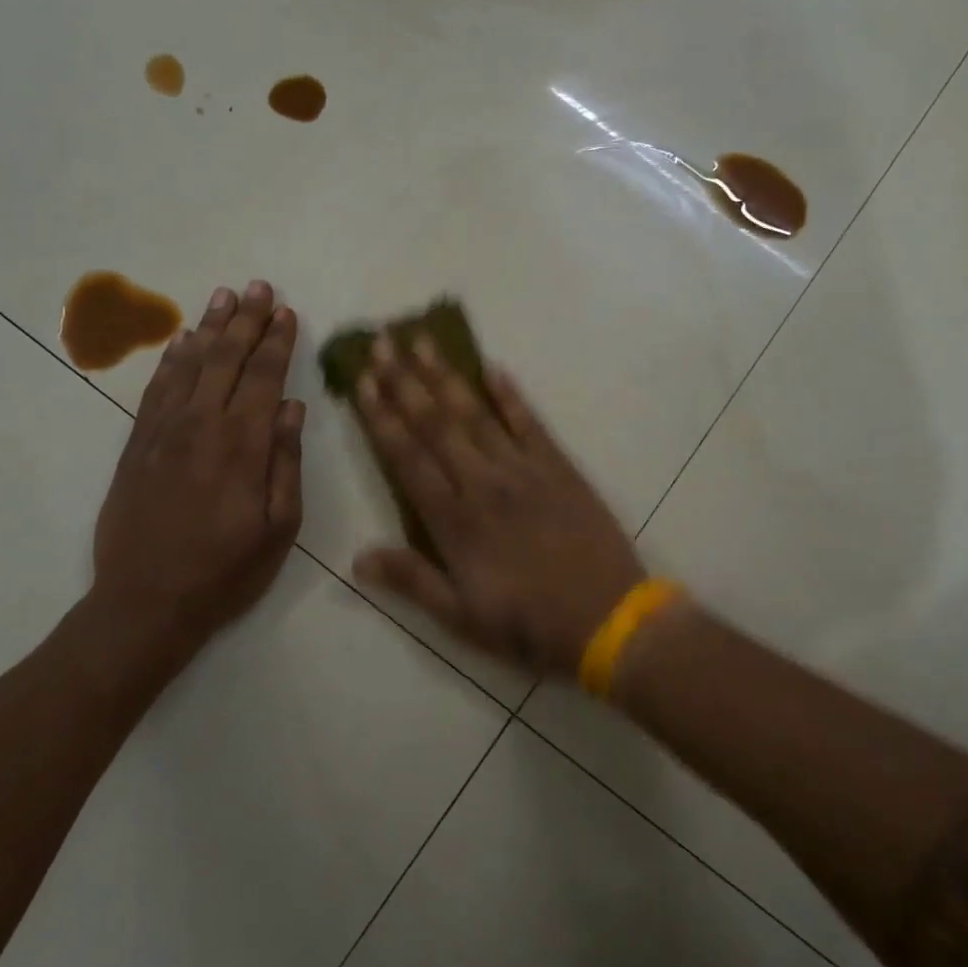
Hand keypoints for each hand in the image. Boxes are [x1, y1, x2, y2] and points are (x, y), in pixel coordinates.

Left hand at [89, 281, 304, 679]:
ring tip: (224, 297)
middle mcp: (202, 426)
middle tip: (259, 287)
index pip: (264, 378)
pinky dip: (171, 360)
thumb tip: (293, 409)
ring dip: (209, 328)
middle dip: (246, 320)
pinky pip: (156, 390)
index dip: (277, 342)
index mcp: (243, 445)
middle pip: (227, 359)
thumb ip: (286, 463)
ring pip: (190, 365)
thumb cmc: (225, 571)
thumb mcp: (278, 528)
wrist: (145, 602)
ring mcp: (163, 432)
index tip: (286, 312)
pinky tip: (181, 341)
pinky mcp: (136, 445)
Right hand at [351, 336, 644, 676]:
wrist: (609, 621)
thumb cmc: (529, 625)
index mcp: (454, 521)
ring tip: (424, 340)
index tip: (363, 382)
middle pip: (436, 424)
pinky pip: (529, 422)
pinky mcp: (559, 467)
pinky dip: (510, 394)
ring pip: (476, 414)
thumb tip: (357, 556)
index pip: (407, 458)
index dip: (382, 418)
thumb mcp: (462, 618)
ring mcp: (523, 470)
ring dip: (446, 376)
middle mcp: (483, 483)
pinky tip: (492, 367)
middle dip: (405, 381)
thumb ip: (412, 581)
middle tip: (383, 343)